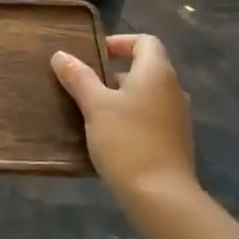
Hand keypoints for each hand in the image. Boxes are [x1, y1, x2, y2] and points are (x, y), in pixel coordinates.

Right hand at [52, 34, 196, 205]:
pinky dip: (131, 118)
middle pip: (145, 68)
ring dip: (121, 97)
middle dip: (114, 73)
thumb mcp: (95, 106)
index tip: (95, 56)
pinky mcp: (175, 142)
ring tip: (92, 112)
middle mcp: (173, 90)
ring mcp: (177, 117)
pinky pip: (151, 118)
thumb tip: (60, 55)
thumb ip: (78, 77)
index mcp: (157, 73)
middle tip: (85, 85)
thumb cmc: (126, 141)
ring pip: (147, 95)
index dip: (120, 42)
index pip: (145, 41)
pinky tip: (109, 137)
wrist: (161, 196)